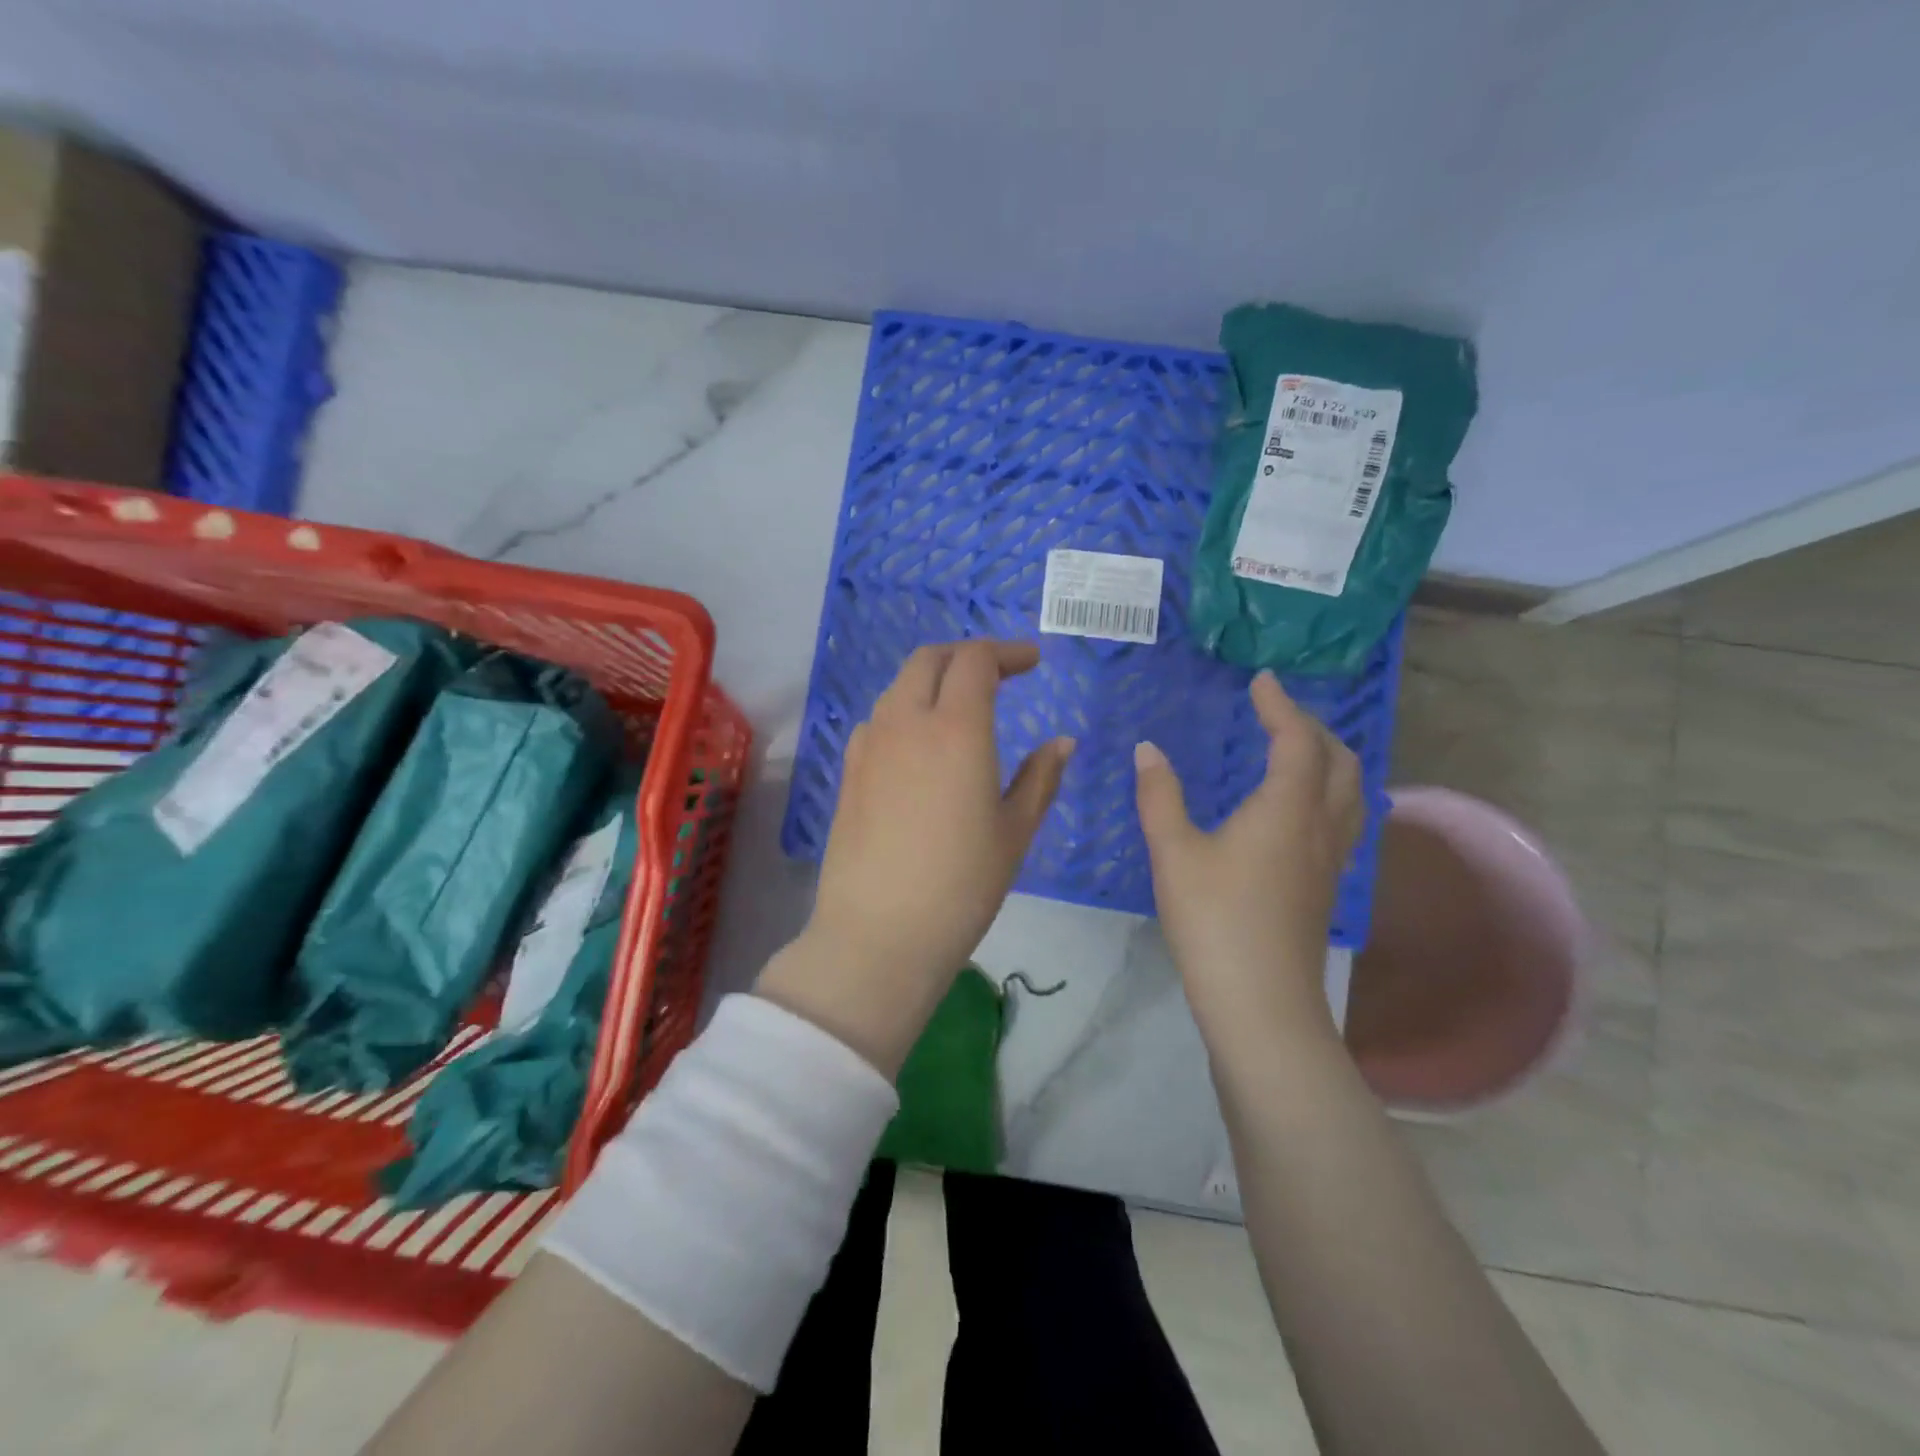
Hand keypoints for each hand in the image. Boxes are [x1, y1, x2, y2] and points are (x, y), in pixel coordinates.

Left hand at [758, 640, 1073, 1074]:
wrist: (878, 933)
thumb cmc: (961, 884)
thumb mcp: (1014, 831)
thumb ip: (1040, 777)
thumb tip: (1062, 742)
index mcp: (955, 728)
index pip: (976, 660)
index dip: (1007, 652)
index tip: (1033, 662)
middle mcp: (905, 722)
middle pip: (929, 659)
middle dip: (966, 654)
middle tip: (999, 673)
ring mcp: (870, 745)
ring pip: (900, 687)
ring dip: (933, 681)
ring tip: (962, 706)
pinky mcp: (848, 771)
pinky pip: (879, 720)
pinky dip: (906, 711)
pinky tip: (921, 746)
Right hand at [1134, 671, 1361, 1044]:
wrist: (1260, 999)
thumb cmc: (1214, 918)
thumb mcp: (1174, 852)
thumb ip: (1160, 796)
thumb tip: (1147, 750)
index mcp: (1287, 808)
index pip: (1297, 740)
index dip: (1282, 706)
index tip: (1262, 681)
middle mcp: (1321, 826)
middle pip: (1339, 761)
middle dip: (1313, 728)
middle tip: (1278, 715)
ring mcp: (1331, 859)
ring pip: (1351, 792)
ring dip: (1330, 760)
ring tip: (1297, 752)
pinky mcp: (1326, 886)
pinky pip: (1344, 820)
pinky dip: (1330, 793)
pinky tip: (1300, 811)